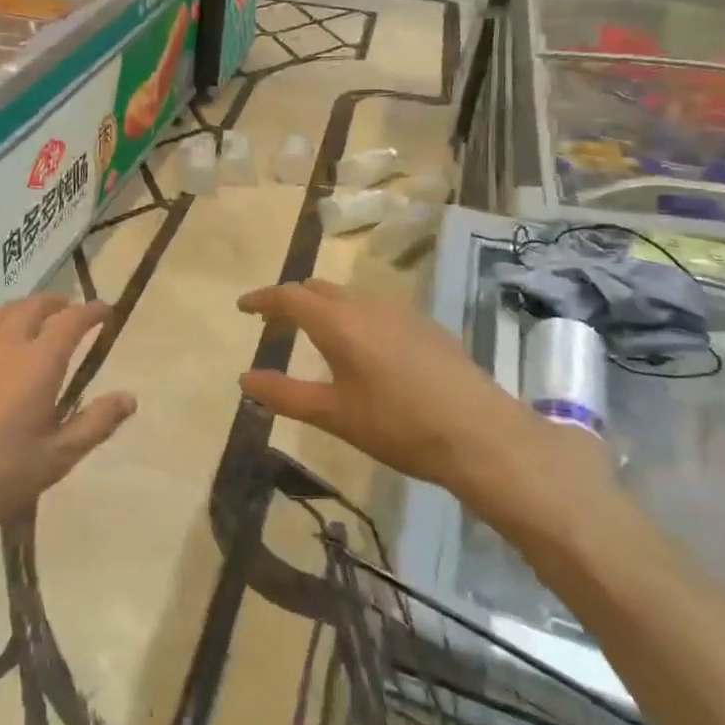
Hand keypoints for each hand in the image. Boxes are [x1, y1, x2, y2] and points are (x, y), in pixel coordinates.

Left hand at [0, 295, 135, 542]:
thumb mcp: (56, 458)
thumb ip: (95, 423)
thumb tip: (130, 397)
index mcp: (38, 362)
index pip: (71, 321)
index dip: (91, 312)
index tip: (105, 311)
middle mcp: (3, 343)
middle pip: (33, 307)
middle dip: (55, 303)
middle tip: (67, 310)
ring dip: (19, 309)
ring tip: (28, 318)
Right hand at [237, 280, 615, 541]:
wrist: (482, 435)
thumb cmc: (399, 426)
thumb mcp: (335, 416)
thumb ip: (285, 394)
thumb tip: (244, 379)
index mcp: (340, 323)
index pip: (290, 296)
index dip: (262, 299)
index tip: (242, 306)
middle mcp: (369, 306)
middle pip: (320, 289)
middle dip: (292, 300)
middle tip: (274, 322)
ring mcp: (403, 313)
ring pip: (351, 297)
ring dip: (326, 308)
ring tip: (316, 336)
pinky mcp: (428, 326)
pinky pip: (378, 309)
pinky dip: (355, 318)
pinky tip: (365, 350)